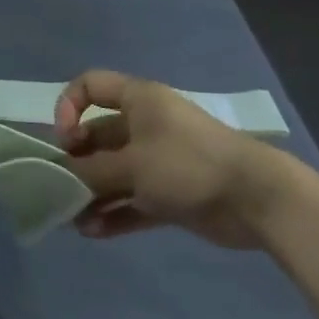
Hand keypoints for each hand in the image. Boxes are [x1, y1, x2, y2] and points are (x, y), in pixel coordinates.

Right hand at [55, 70, 292, 246]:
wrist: (258, 199)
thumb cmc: (188, 164)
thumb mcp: (132, 164)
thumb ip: (91, 171)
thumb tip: (62, 177)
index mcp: (138, 101)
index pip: (90, 86)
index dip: (68, 107)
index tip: (66, 141)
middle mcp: (146, 125)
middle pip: (97, 136)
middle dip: (76, 162)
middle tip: (60, 187)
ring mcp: (159, 161)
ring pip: (113, 172)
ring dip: (92, 194)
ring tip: (73, 219)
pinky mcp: (170, 193)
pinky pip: (132, 200)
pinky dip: (114, 213)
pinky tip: (93, 232)